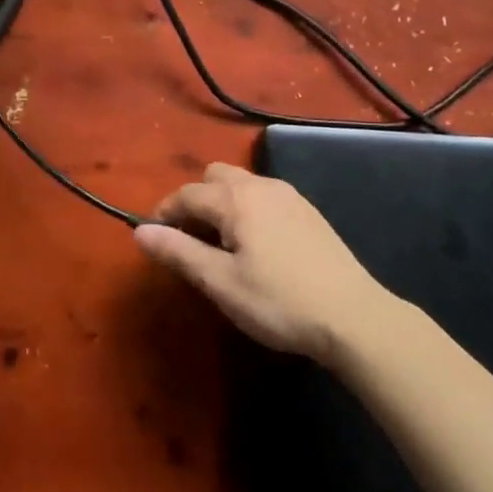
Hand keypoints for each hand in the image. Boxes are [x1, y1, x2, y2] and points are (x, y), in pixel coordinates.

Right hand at [135, 163, 386, 363]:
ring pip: (241, 182)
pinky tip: (257, 243)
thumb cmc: (279, 301)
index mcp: (235, 199)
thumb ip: (179, 252)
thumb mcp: (221, 283)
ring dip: (222, 201)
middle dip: (195, 200)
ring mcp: (288, 195)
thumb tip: (139, 231)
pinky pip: (264, 194)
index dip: (165, 212)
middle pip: (214, 176)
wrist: (353, 315)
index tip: (154, 237)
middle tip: (190, 239)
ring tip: (222, 242)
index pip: (187, 194)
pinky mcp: (307, 210)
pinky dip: (247, 207)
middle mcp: (260, 185)